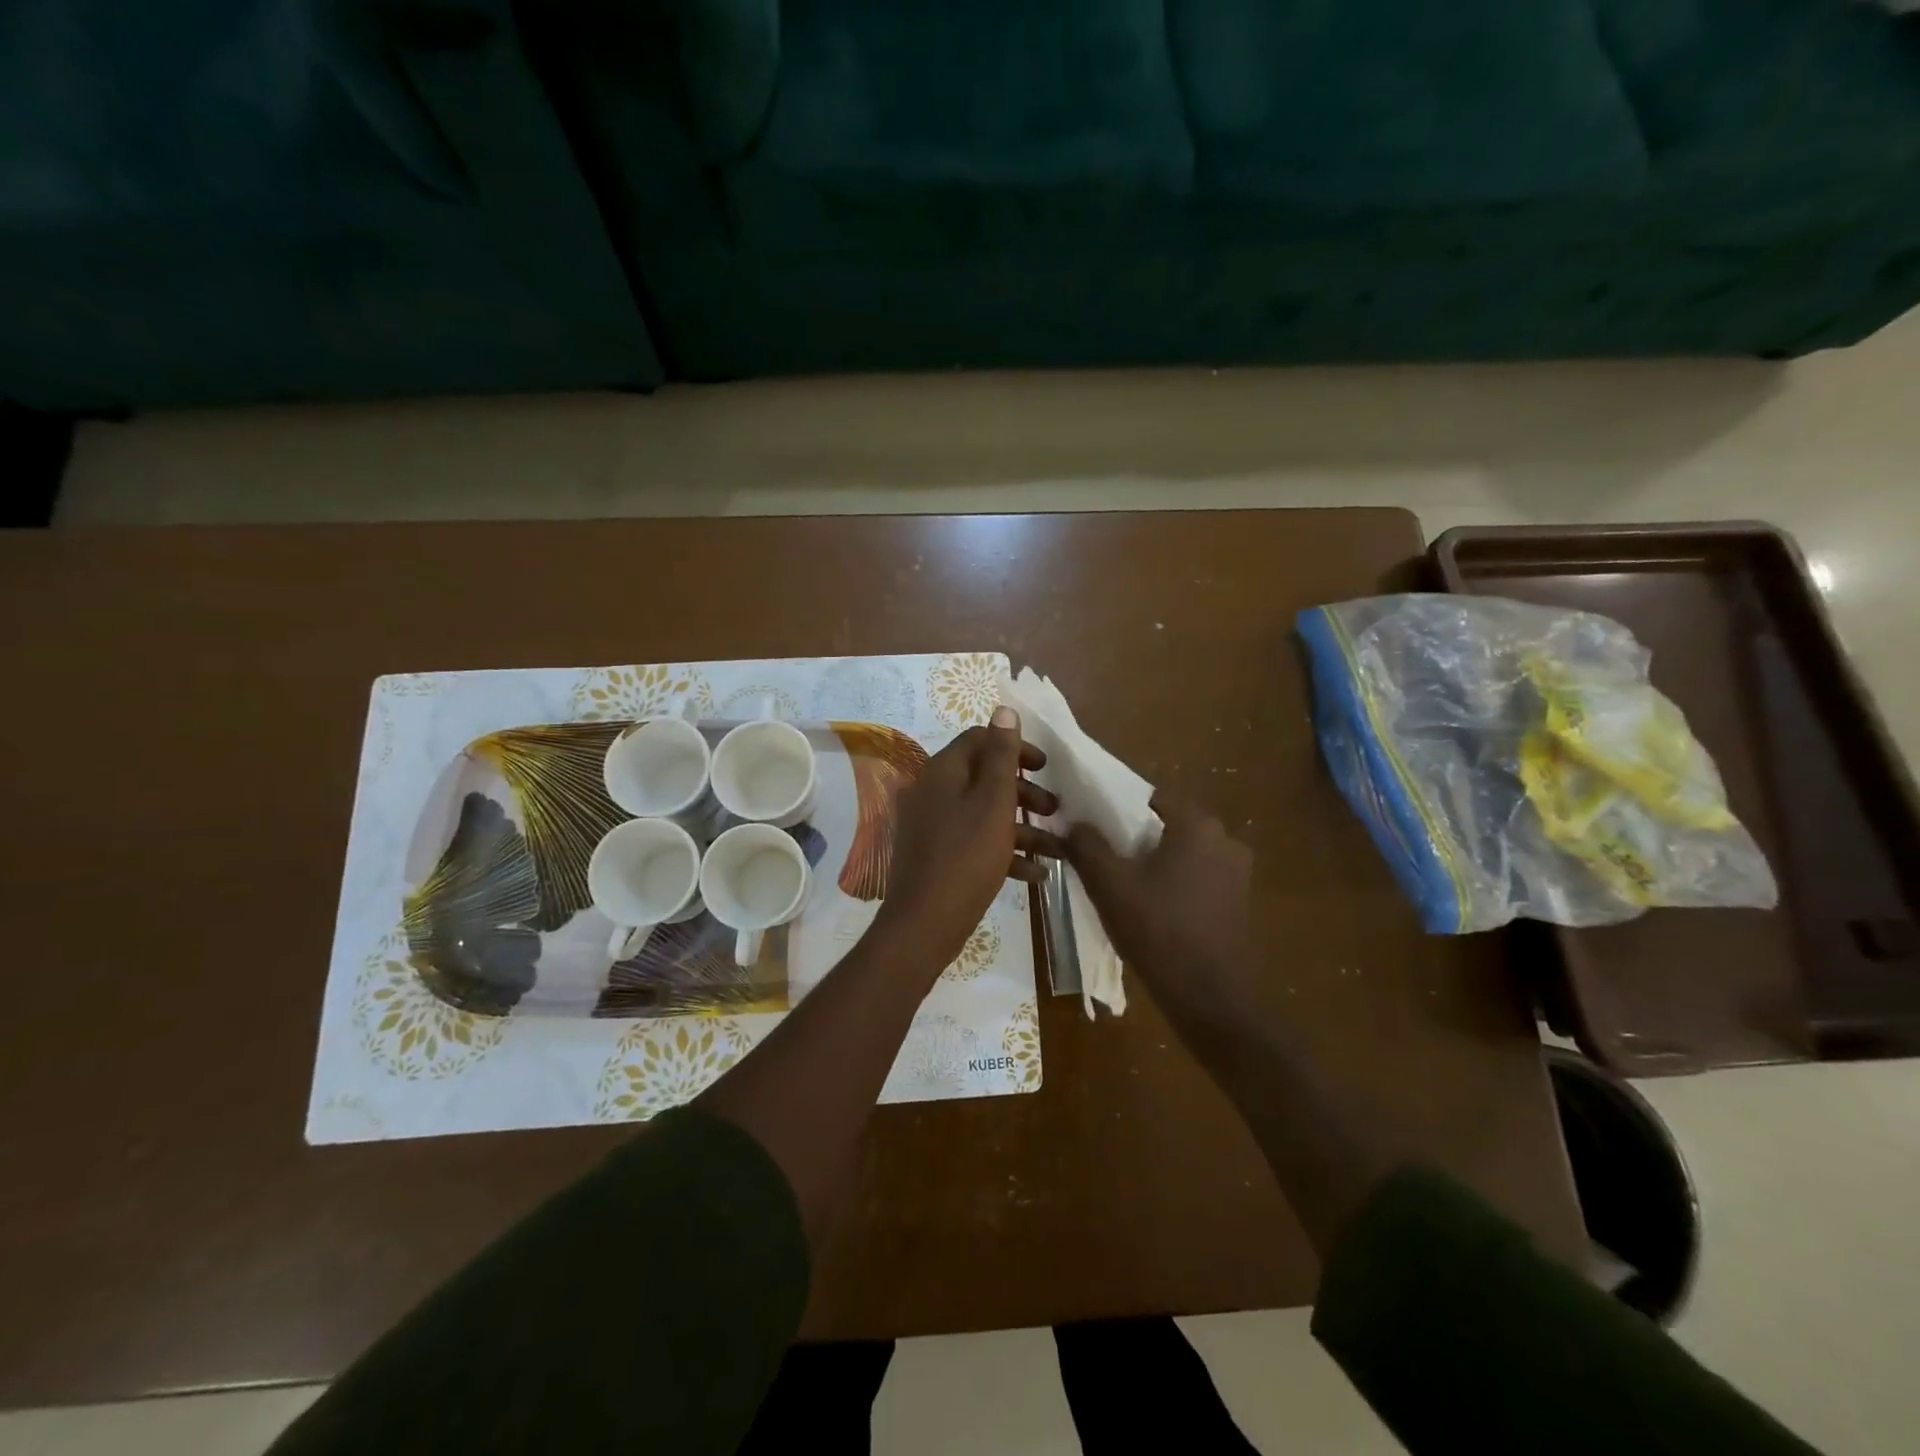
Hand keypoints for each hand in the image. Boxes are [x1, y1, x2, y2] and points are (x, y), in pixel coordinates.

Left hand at [876, 707, 1061, 970]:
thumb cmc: (966, 857)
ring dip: (1022, 827)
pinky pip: (974, 843)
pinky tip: (1036, 874)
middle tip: (1054, 808)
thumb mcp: (993, 802)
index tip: (1045, 767)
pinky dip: (1004, 852)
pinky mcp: (937, 856)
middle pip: (984, 778)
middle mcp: (933, 792)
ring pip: (984, 814)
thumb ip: (1001, 756)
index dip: (1014, 748)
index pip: (979, 740)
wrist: (925, 923)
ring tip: (1057, 848)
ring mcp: (932, 826)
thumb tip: (1003, 708)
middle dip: (1024, 792)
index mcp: (942, 772)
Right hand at [1066, 793, 1257, 1032]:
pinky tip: (1151, 909)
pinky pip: (1197, 878)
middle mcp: (1225, 840)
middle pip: (1167, 826)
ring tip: (1122, 886)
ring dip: (1154, 863)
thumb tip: (1072, 822)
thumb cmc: (1159, 931)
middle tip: (1103, 858)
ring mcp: (1237, 873)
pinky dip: (1174, 884)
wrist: (1211, 998)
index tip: (1093, 828)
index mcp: (1198, 825)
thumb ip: (1086, 845)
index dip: (1118, 809)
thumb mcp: (1110, 885)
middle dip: (1135, 838)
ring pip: (1182, 854)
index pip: (1151, 798)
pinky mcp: (1238, 902)